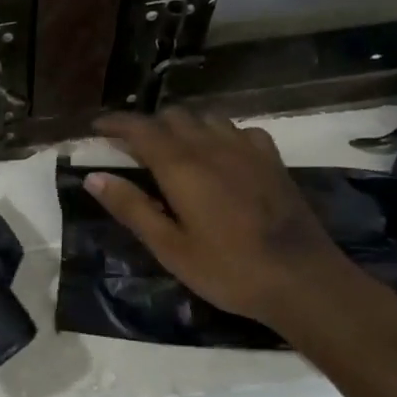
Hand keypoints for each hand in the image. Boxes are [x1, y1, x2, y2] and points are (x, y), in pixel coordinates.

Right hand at [88, 109, 367, 333]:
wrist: (303, 280)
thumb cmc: (228, 269)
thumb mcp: (169, 247)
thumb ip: (131, 208)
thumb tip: (93, 176)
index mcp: (182, 166)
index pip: (140, 128)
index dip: (115, 123)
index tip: (96, 128)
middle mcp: (212, 146)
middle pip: (173, 116)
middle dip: (147, 125)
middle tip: (131, 148)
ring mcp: (247, 149)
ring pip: (205, 118)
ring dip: (182, 126)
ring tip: (171, 149)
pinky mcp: (271, 160)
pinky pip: (238, 130)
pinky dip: (218, 134)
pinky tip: (219, 155)